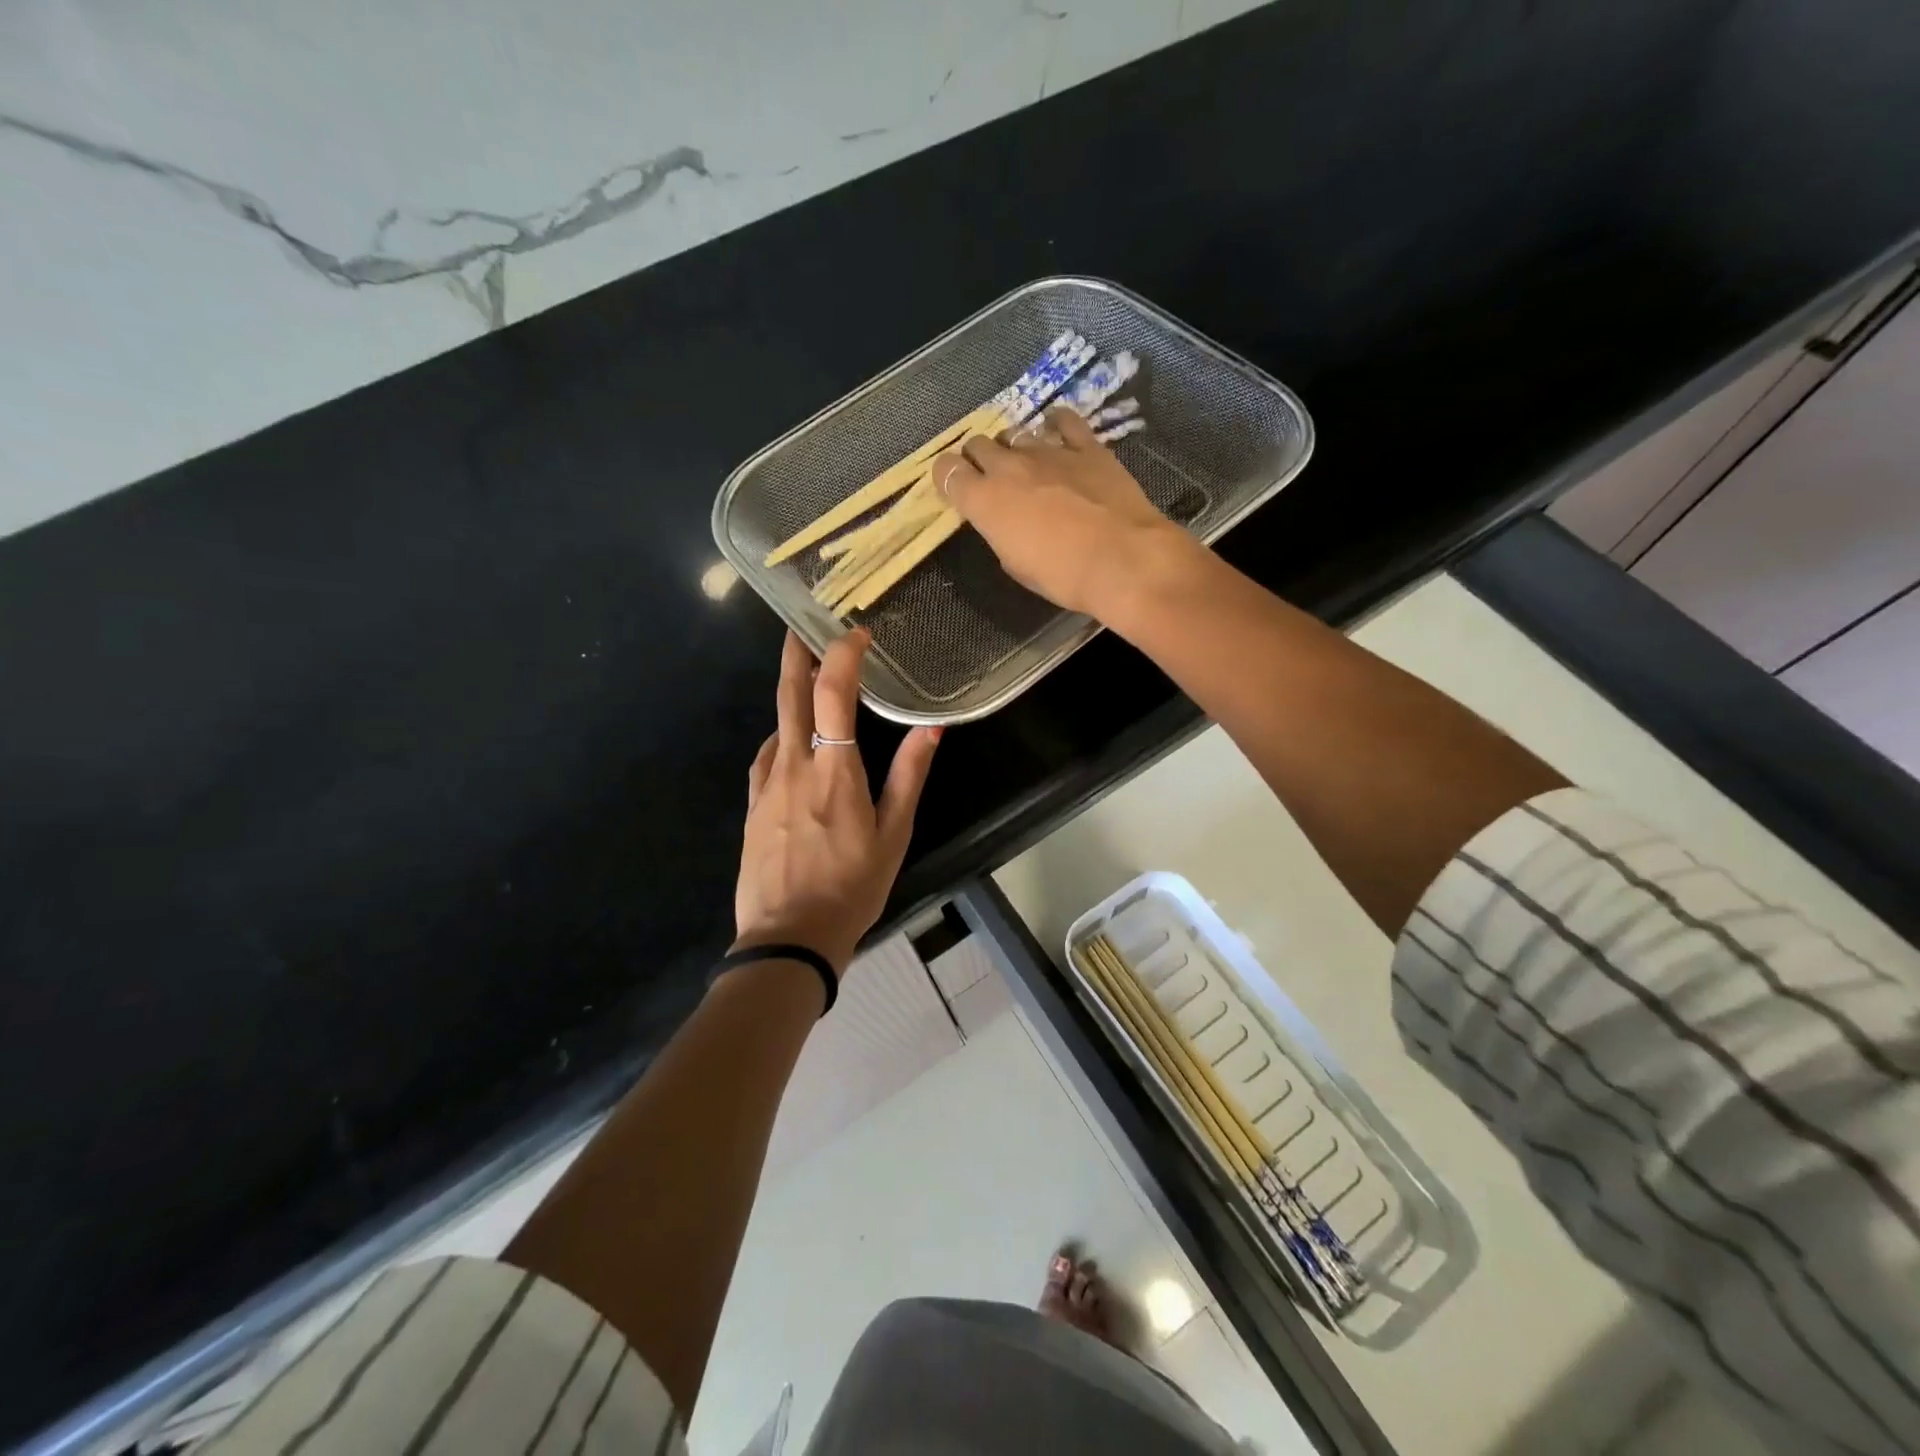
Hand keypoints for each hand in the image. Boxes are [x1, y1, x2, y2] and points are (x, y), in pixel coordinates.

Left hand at [734, 630, 940, 974]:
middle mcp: (793, 764)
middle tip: (801, 626)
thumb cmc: (852, 886)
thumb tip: (932, 727)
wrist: (789, 938)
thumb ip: (910, 775)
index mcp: (834, 769)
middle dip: (795, 653)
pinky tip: (791, 744)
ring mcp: (766, 784)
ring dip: (790, 695)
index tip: (856, 635)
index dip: (843, 654)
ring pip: (775, 724)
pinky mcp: (751, 805)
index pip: (833, 692)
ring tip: (809, 684)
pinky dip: (781, 737)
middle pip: (789, 694)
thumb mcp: (894, 833)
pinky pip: (765, 756)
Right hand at [933, 404, 1189, 616]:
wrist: (1122, 561)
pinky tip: (1057, 429)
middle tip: (990, 477)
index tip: (955, 488)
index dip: (947, 477)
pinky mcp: (1087, 446)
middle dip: (978, 458)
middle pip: (978, 444)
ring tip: (1026, 464)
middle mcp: (1009, 467)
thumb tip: (1004, 521)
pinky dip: (1056, 424)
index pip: (946, 471)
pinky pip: (1064, 421)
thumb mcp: (1015, 565)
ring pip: (1016, 434)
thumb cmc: (1062, 576)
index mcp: (984, 500)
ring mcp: (1049, 451)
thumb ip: (1000, 533)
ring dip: (1014, 447)